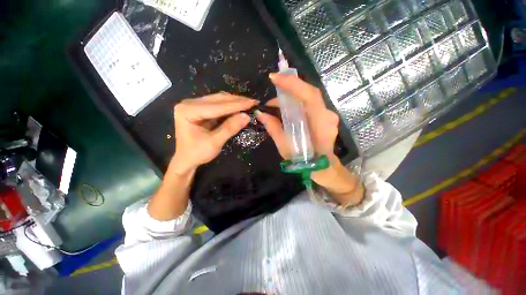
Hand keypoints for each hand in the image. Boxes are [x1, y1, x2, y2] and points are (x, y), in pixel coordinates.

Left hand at [172, 93, 257, 172]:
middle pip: (218, 99)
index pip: (217, 106)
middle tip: (254, 102)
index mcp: (188, 111)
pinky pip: (219, 105)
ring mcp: (195, 105)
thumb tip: (246, 116)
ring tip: (250, 104)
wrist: (186, 159)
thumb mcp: (214, 143)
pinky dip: (231, 106)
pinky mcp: (201, 109)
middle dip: (237, 101)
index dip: (237, 105)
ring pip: (219, 100)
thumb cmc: (197, 153)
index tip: (253, 103)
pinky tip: (240, 107)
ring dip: (235, 102)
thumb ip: (230, 128)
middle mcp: (190, 103)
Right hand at [256, 74, 362, 205]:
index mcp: (320, 123)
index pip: (309, 96)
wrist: (322, 167)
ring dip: (291, 97)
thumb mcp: (285, 146)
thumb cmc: (304, 160)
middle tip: (273, 86)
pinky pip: (310, 105)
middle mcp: (327, 115)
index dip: (293, 84)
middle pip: (309, 93)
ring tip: (275, 104)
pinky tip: (286, 108)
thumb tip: (260, 114)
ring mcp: (328, 115)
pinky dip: (297, 103)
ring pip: (309, 98)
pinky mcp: (325, 117)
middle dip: (289, 87)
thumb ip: (273, 128)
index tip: (274, 78)